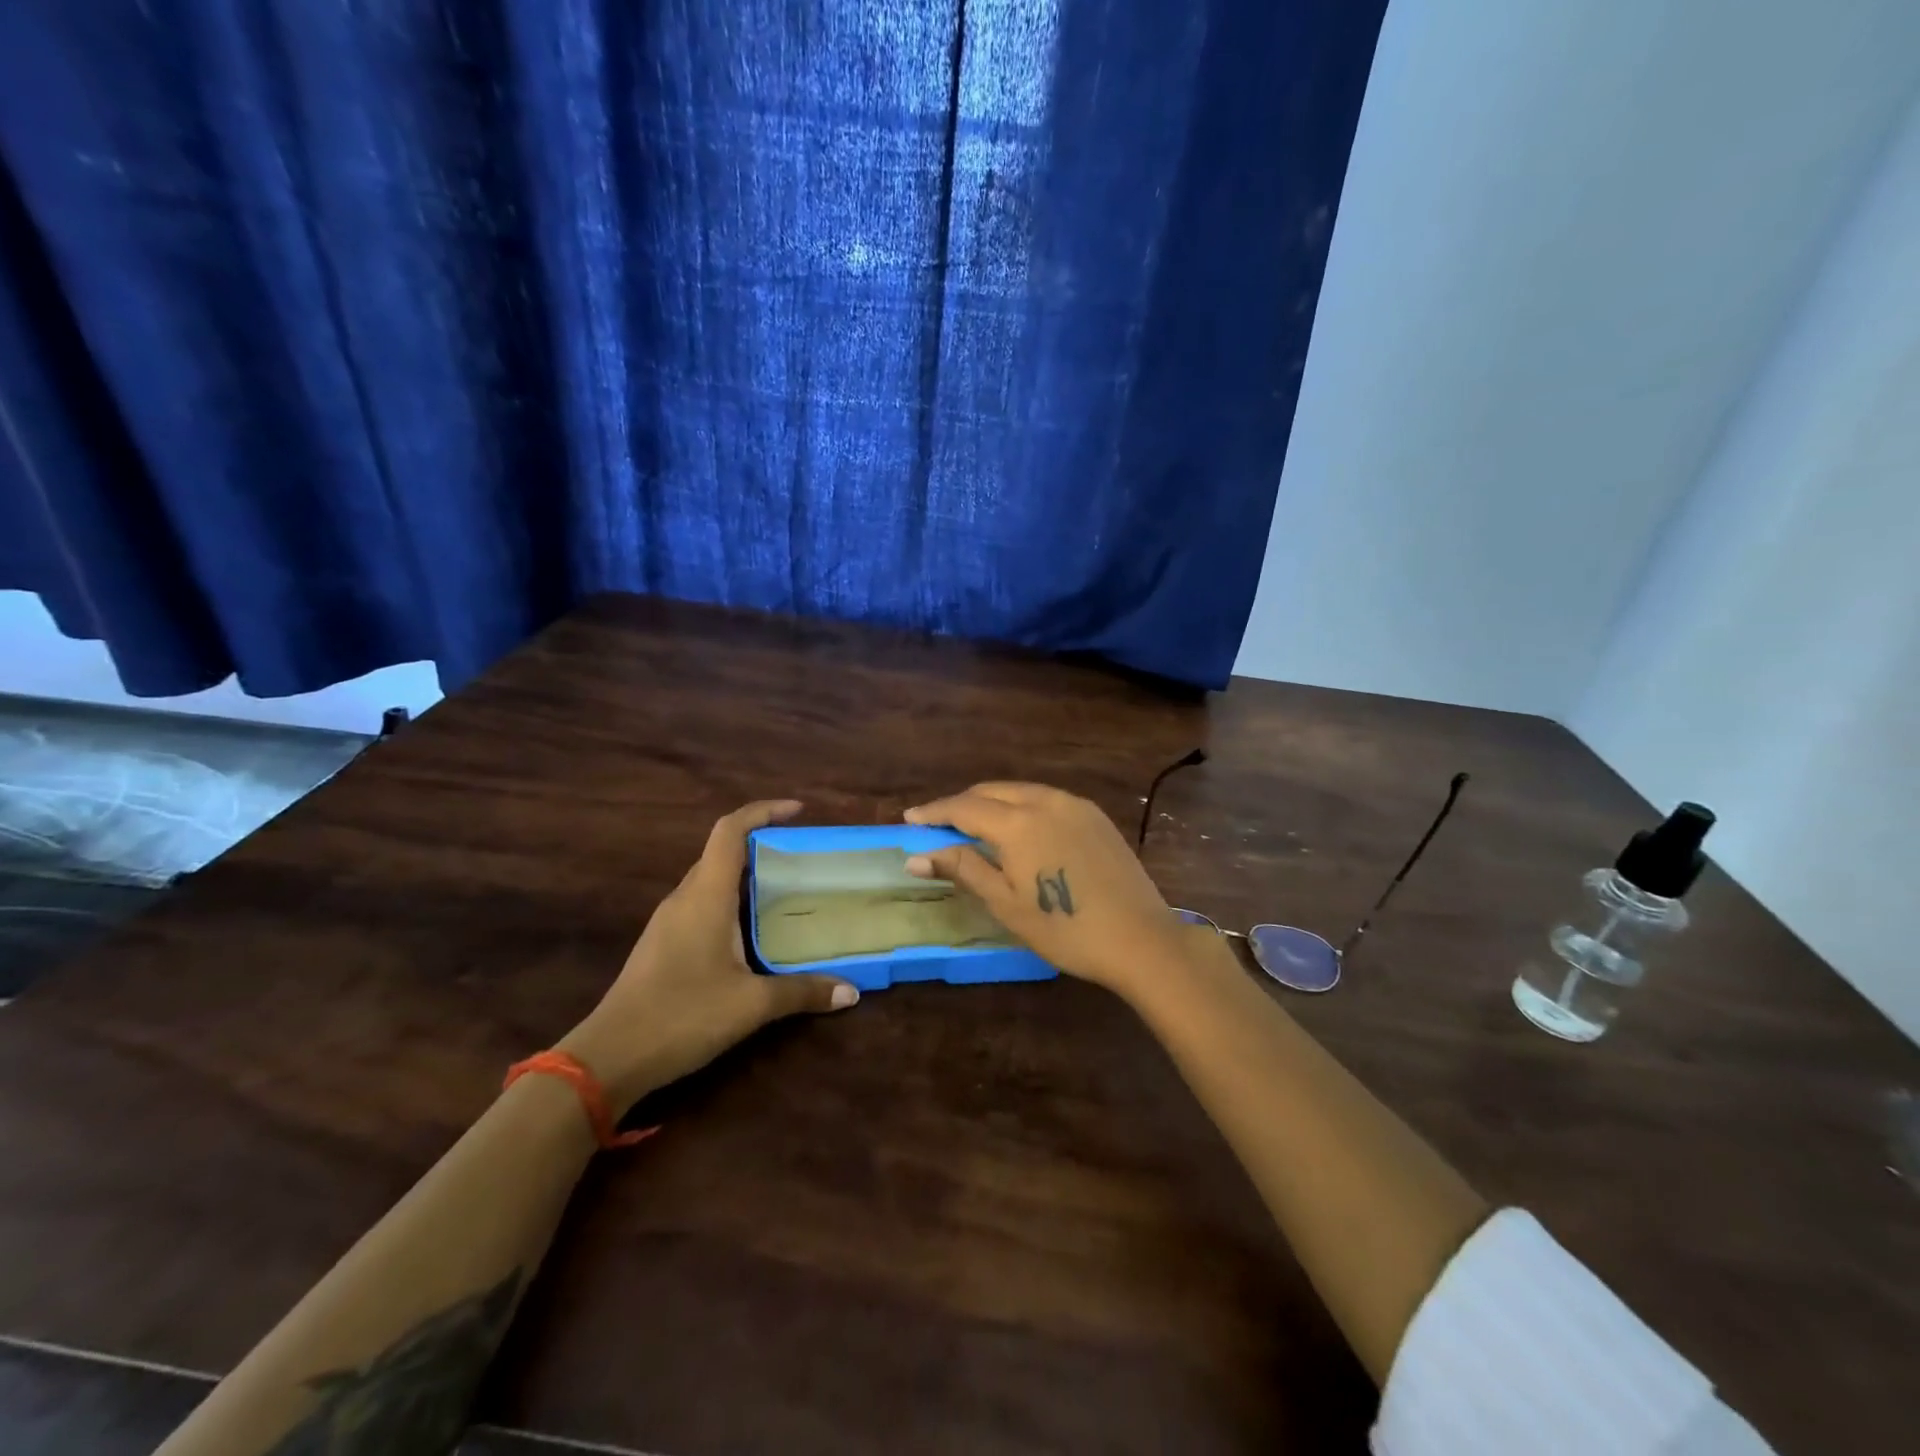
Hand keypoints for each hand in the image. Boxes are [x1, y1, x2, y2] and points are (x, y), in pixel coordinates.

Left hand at [559, 800, 858, 1113]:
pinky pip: (702, 904)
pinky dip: (732, 902)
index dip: (763, 811)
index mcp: (706, 896)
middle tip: (803, 857)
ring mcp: (669, 921)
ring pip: (711, 880)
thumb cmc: (682, 1015)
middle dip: (762, 844)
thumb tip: (851, 992)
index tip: (798, 811)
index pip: (730, 831)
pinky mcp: (663, 944)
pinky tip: (753, 931)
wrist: (609, 1058)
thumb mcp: (751, 1004)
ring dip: (746, 875)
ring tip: (786, 889)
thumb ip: (802, 992)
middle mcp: (685, 898)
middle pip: (722, 852)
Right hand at [902, 783, 1187, 999]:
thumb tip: (917, 857)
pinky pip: (1046, 799)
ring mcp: (1074, 804)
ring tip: (974, 825)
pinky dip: (1022, 806)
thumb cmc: (1065, 929)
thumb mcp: (1006, 904)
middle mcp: (1044, 801)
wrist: (1140, 938)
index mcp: (1018, 823)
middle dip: (961, 804)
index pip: (964, 807)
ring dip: (992, 802)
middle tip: (939, 825)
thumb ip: (963, 869)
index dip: (934, 812)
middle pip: (991, 791)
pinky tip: (1019, 828)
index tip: (909, 818)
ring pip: (1020, 791)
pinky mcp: (1094, 815)